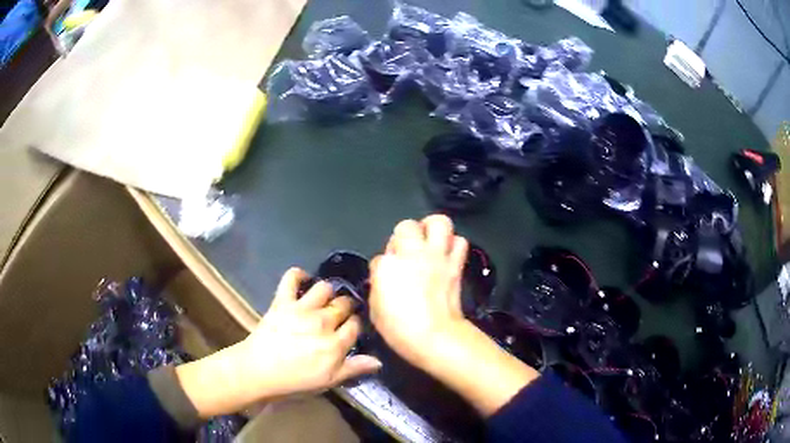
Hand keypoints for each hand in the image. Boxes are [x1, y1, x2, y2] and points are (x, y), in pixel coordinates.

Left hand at [240, 268, 381, 394]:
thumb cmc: (295, 380)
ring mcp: (302, 309)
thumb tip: (378, 361)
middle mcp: (323, 322)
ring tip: (325, 299)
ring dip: (328, 292)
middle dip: (346, 307)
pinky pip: (292, 277)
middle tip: (341, 313)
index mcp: (335, 344)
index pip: (355, 326)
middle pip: (344, 304)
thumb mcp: (328, 381)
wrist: (258, 371)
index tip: (351, 329)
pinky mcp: (283, 301)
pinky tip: (304, 279)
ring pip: (325, 288)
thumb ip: (354, 368)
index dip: (355, 325)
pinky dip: (298, 274)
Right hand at [369, 215, 537, 415]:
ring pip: (439, 223)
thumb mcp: (376, 309)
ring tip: (428, 240)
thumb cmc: (400, 330)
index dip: (384, 268)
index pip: (380, 256)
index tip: (387, 279)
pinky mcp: (455, 264)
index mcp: (387, 266)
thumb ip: (379, 286)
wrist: (435, 337)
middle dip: (403, 236)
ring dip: (432, 228)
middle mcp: (412, 253)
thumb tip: (385, 277)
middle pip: (406, 226)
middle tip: (406, 251)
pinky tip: (446, 255)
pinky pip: (460, 242)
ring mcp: (437, 256)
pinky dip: (454, 245)